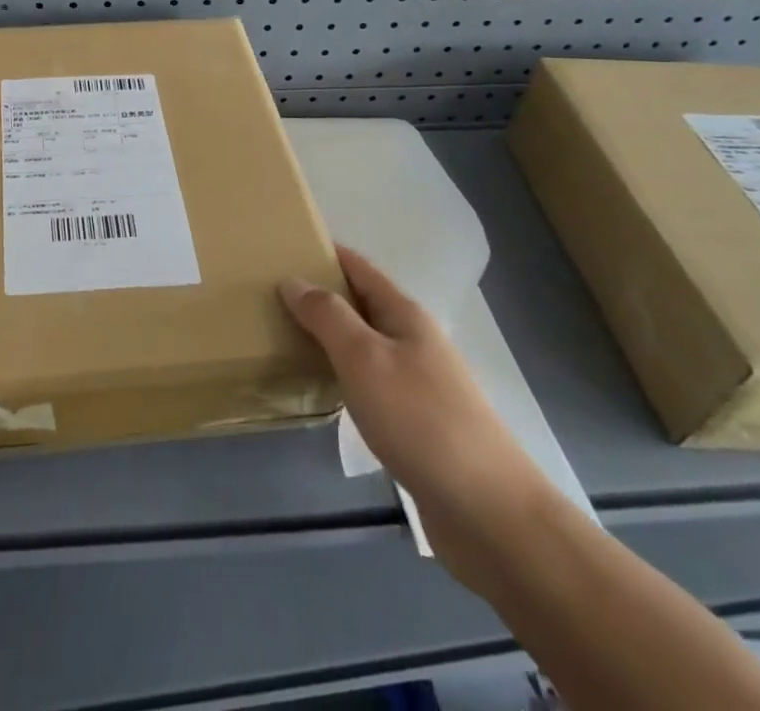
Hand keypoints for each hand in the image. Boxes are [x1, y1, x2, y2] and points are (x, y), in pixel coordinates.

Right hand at [279, 247, 551, 570]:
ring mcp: (419, 383)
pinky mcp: (418, 423)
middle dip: (321, 295)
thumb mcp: (364, 358)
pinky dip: (343, 375)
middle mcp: (414, 341)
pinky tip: (322, 389)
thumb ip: (326, 316)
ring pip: (365, 345)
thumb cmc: (421, 420)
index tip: (284, 246)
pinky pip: (370, 382)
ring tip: (285, 336)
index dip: (324, 253)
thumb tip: (292, 280)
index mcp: (404, 315)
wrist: (489, 513)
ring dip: (330, 337)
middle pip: (361, 304)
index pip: (358, 267)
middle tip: (270, 294)